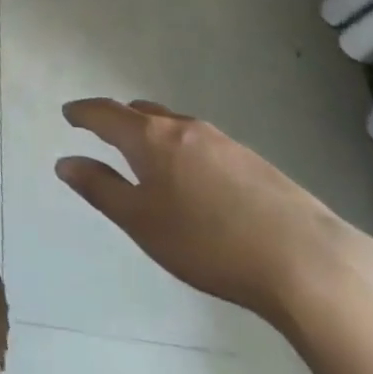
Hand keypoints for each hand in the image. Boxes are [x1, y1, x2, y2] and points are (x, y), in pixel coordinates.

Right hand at [55, 98, 372, 322]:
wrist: (306, 261)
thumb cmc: (207, 241)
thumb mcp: (141, 221)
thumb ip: (100, 189)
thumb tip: (66, 162)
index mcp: (150, 138)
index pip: (106, 113)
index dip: (83, 113)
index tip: (69, 114)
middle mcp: (184, 128)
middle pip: (142, 112)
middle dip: (119, 118)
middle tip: (103, 130)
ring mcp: (223, 142)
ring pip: (175, 126)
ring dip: (153, 132)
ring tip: (146, 153)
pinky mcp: (254, 162)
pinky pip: (203, 143)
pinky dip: (183, 148)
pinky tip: (194, 178)